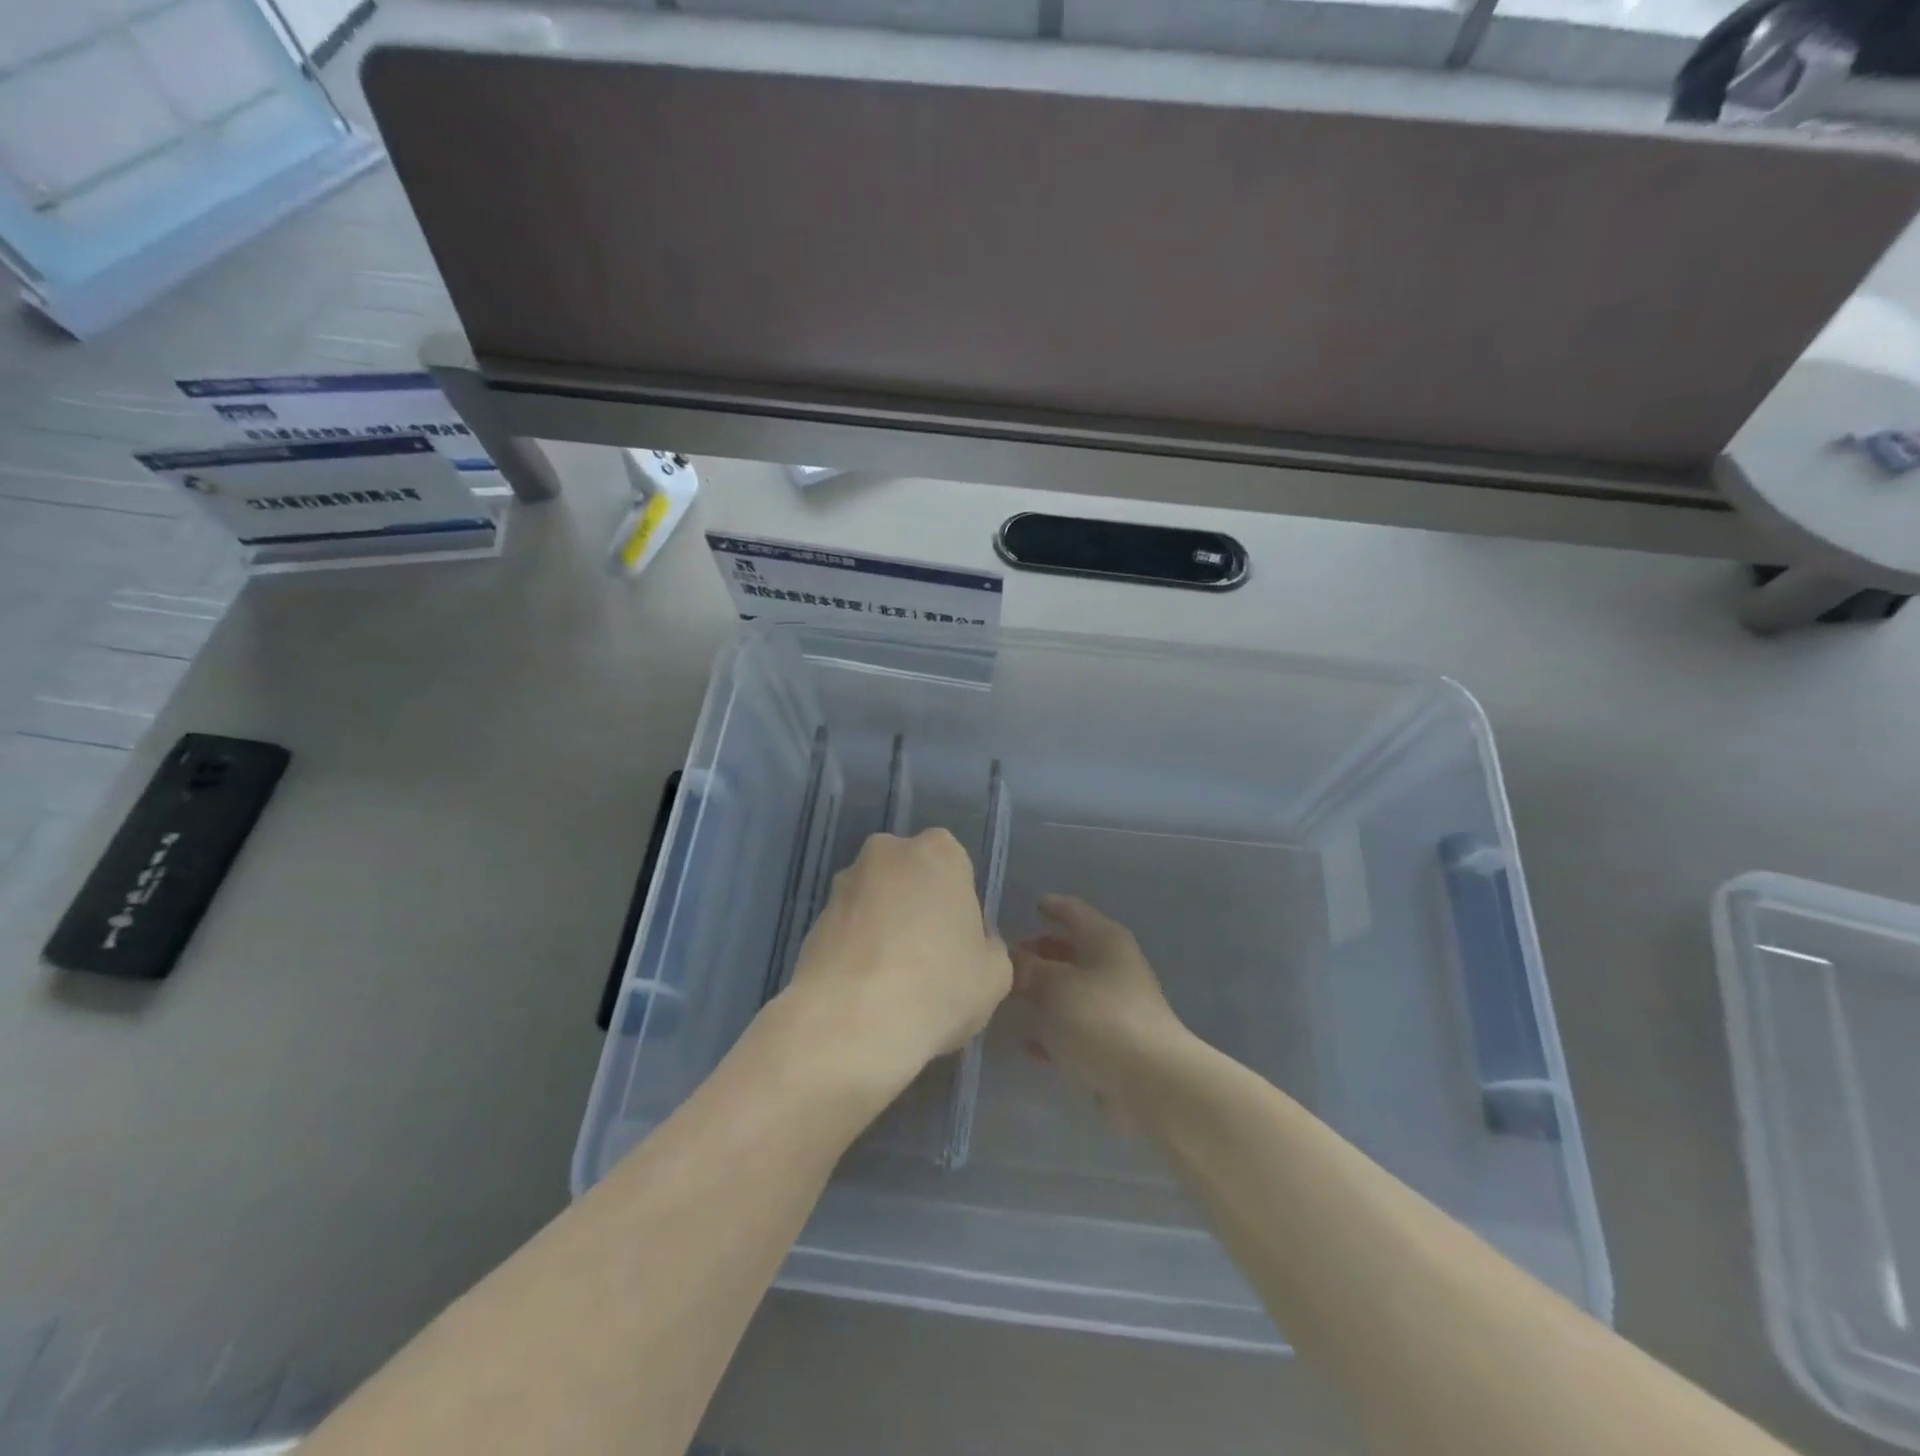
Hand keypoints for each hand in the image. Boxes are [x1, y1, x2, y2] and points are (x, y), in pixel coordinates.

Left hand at [782, 829, 1012, 1097]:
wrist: (852, 1023)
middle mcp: (887, 853)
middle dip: (917, 908)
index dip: (959, 906)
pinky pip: (848, 931)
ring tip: (892, 982)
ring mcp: (843, 884)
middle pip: (911, 878)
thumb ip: (987, 946)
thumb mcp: (995, 974)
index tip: (959, 944)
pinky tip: (865, 991)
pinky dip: (857, 951)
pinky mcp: (812, 920)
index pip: (956, 867)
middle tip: (928, 959)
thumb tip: (965, 944)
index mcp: (938, 852)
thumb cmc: (939, 986)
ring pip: (876, 902)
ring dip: (884, 928)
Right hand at [1012, 895, 1193, 1122]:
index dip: (1051, 907)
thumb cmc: (1099, 1018)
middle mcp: (1115, 966)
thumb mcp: (1052, 987)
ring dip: (1045, 995)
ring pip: (1073, 991)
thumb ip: (1026, 969)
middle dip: (1041, 953)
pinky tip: (1030, 1046)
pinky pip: (1078, 1028)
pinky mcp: (1117, 1043)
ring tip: (1011, 1001)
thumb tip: (1009, 959)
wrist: (1151, 1083)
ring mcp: (1118, 1006)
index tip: (1030, 907)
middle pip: (1072, 951)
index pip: (1073, 911)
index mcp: (1105, 940)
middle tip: (1009, 960)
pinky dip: (1055, 1030)